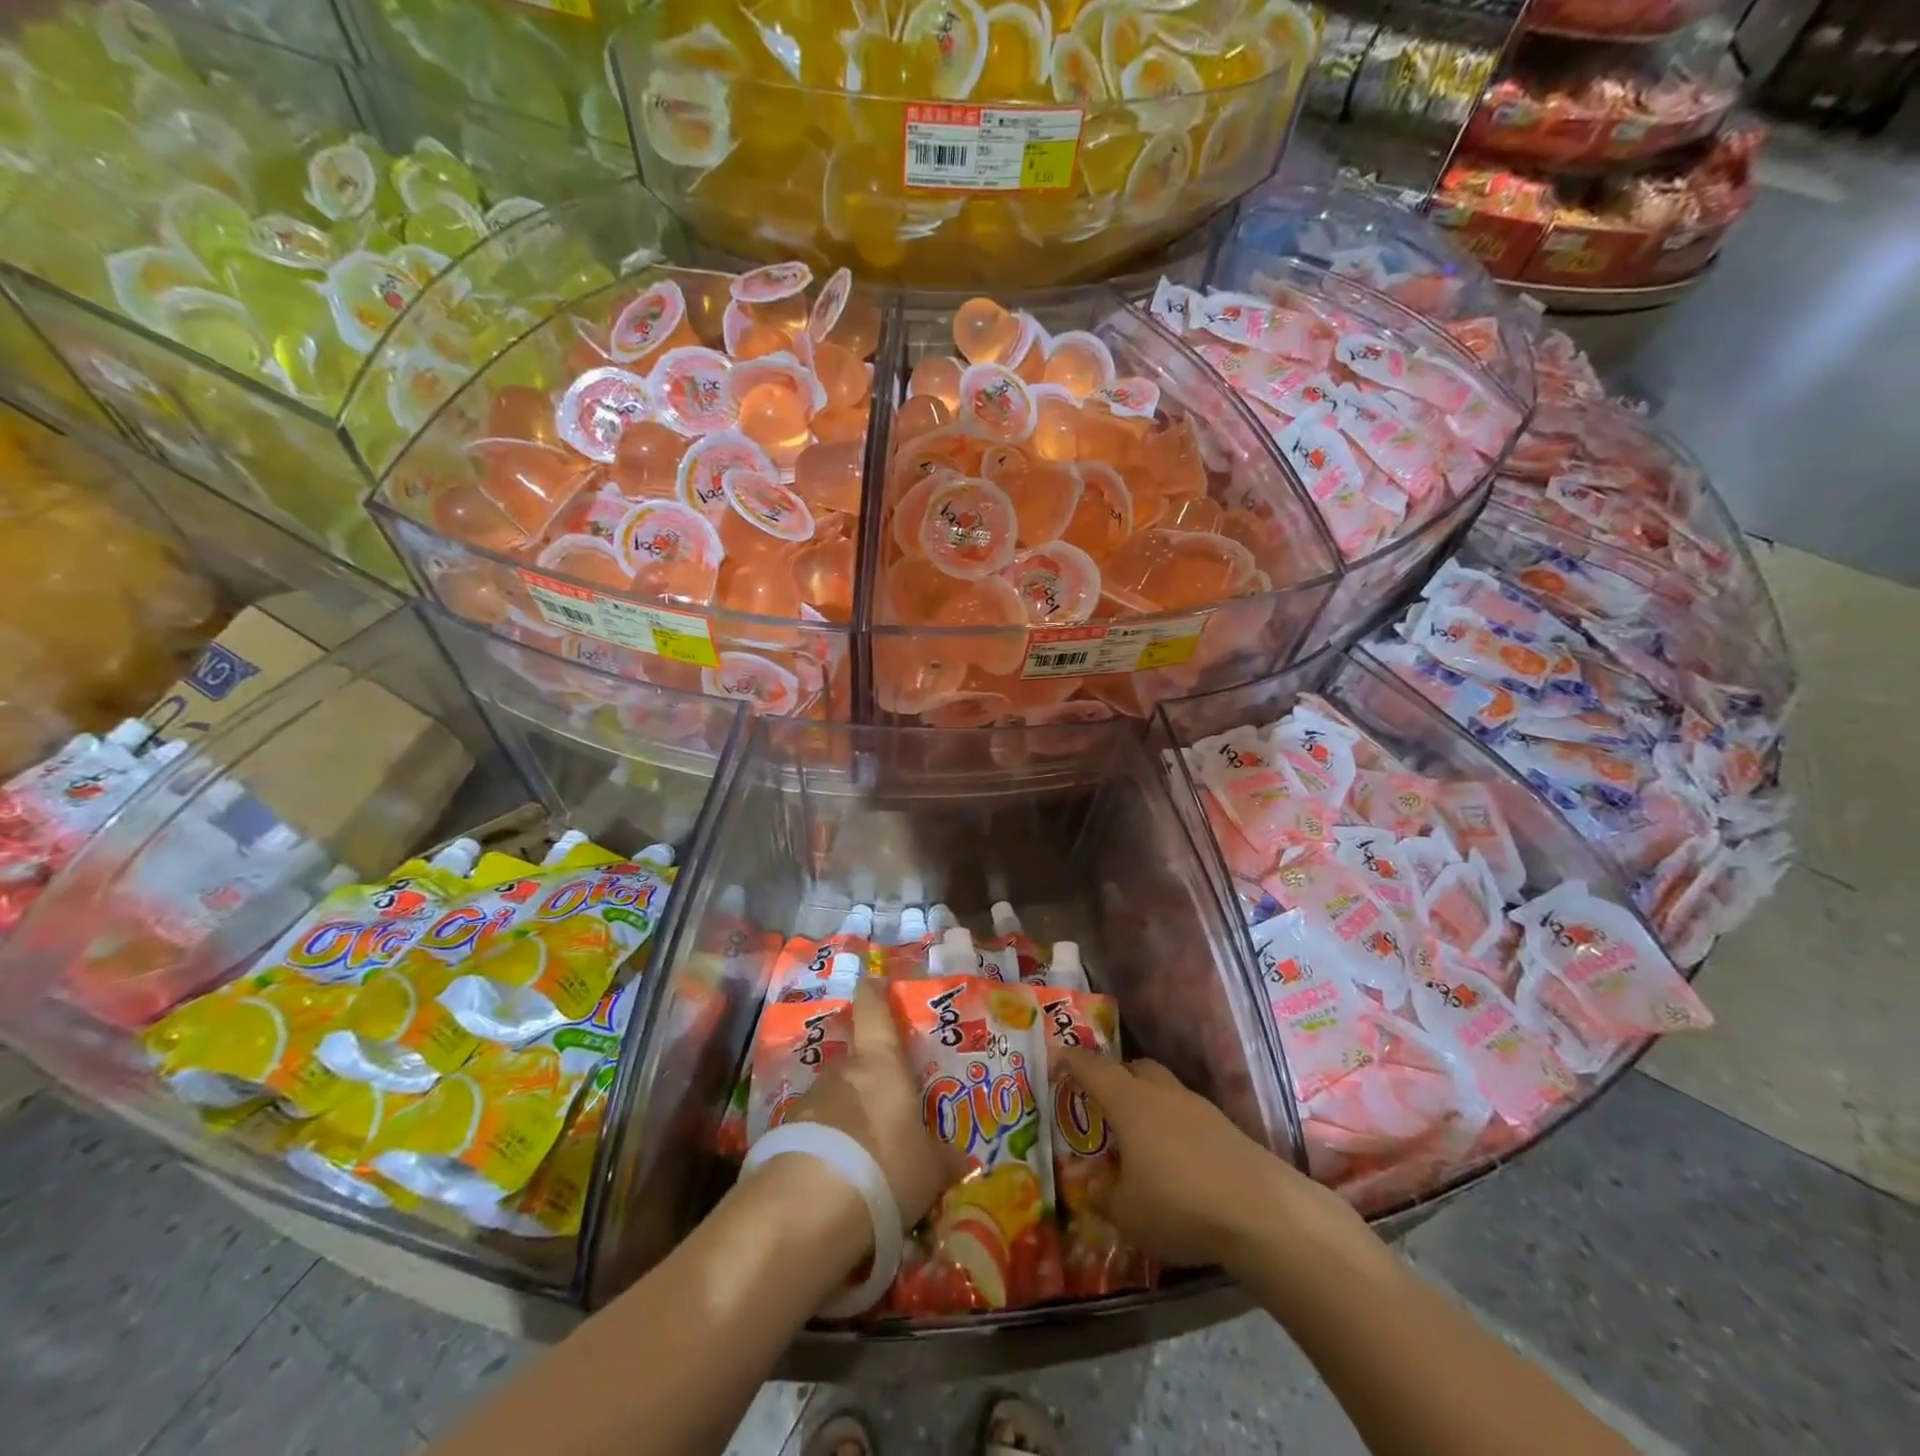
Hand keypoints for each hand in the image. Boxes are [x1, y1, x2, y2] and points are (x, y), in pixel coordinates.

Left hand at [787, 979, 963, 1231]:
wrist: (809, 1208)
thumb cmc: (885, 1167)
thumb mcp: (929, 1170)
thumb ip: (943, 1159)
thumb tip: (963, 1160)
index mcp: (880, 1063)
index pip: (874, 1011)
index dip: (874, 994)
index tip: (873, 981)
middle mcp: (842, 1071)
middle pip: (855, 1062)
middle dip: (869, 1081)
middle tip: (887, 1107)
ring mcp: (809, 1102)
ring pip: (834, 1099)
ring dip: (846, 1118)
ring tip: (864, 1156)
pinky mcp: (785, 1137)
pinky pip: (814, 1134)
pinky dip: (827, 1148)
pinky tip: (838, 1180)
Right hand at [1058, 1049, 1351, 1270]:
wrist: (1262, 1212)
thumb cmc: (1179, 1204)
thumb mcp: (1127, 1213)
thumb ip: (1104, 1198)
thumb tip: (1093, 1190)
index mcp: (1129, 1103)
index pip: (1093, 1068)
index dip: (1072, 1060)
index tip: (1058, 1057)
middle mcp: (1162, 1094)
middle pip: (1134, 1069)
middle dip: (1116, 1078)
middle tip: (1102, 1102)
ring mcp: (1199, 1108)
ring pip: (1164, 1090)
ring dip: (1148, 1102)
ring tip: (1140, 1137)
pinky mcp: (1227, 1128)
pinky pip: (1189, 1114)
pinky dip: (1175, 1126)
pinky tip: (1177, 1160)